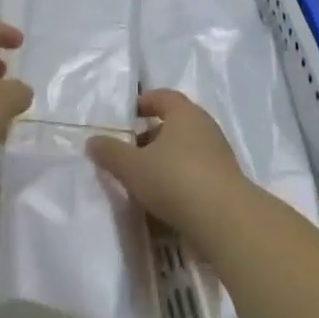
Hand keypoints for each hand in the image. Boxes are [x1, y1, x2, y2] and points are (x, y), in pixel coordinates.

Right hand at [88, 90, 252, 234]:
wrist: (225, 220)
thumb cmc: (175, 179)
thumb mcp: (132, 166)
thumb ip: (110, 152)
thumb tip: (93, 141)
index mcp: (185, 114)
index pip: (163, 97)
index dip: (144, 102)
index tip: (126, 116)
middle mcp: (205, 128)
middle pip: (174, 123)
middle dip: (150, 135)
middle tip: (128, 151)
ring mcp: (219, 154)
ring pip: (185, 149)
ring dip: (164, 159)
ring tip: (142, 178)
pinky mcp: (225, 180)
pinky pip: (196, 170)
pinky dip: (179, 177)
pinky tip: (164, 196)